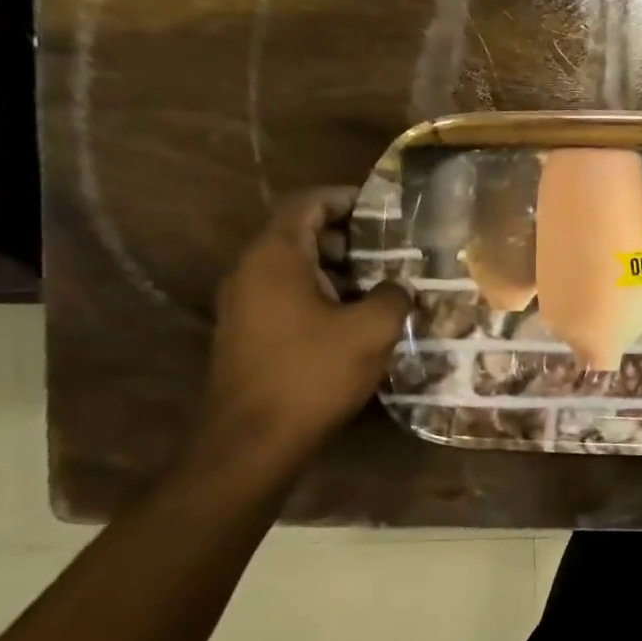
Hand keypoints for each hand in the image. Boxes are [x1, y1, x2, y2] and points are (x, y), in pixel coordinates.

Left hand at [200, 190, 411, 466]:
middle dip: (349, 238)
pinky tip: (356, 320)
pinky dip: (322, 295)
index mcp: (276, 258)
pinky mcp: (248, 334)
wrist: (252, 442)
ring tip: (383, 286)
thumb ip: (393, 296)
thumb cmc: (313, 374)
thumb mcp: (371, 330)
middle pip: (300, 234)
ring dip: (338, 270)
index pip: (306, 204)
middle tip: (392, 251)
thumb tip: (397, 287)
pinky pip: (287, 296)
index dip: (344, 198)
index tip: (382, 208)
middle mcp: (251, 273)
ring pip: (295, 268)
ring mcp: (244, 305)